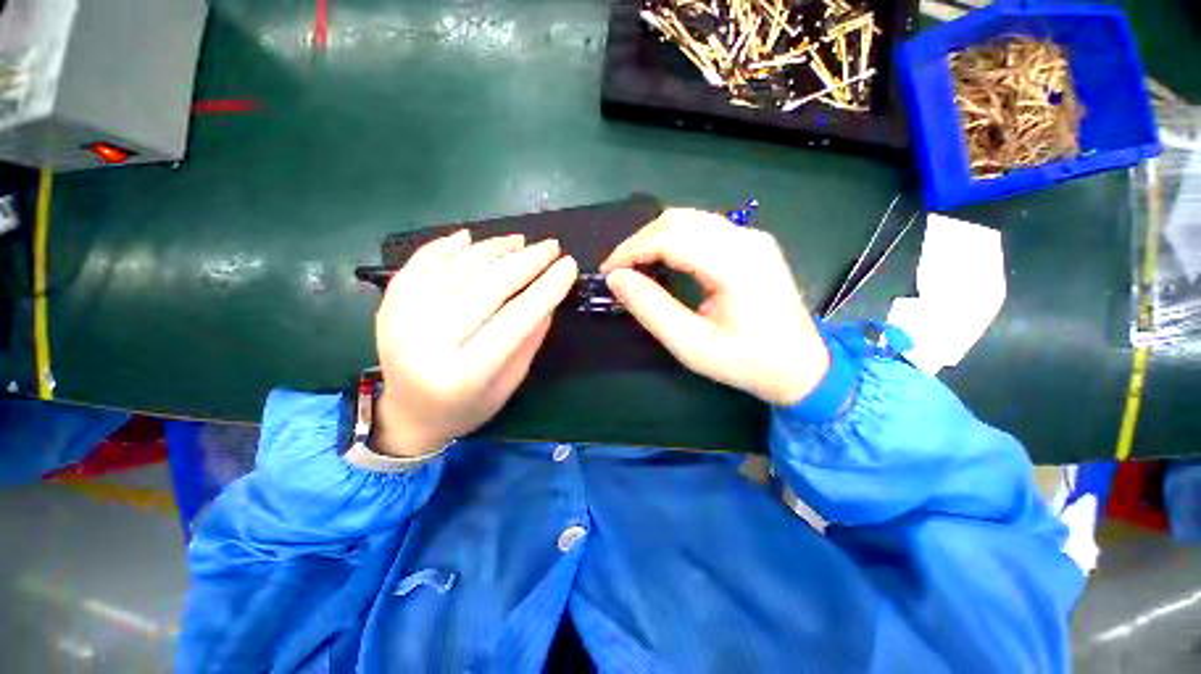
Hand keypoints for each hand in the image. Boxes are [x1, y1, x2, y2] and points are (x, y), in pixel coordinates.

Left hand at [373, 230, 577, 456]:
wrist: (408, 415)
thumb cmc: (467, 407)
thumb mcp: (509, 383)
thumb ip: (529, 339)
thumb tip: (548, 296)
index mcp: (464, 374)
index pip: (514, 320)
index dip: (546, 289)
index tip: (569, 265)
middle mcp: (428, 343)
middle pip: (485, 287)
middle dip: (525, 261)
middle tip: (551, 246)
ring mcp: (401, 320)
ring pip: (456, 268)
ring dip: (492, 249)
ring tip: (519, 241)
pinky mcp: (388, 305)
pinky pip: (420, 263)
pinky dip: (447, 246)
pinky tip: (471, 238)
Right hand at [601, 208, 828, 405]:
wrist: (802, 367)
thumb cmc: (747, 362)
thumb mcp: (692, 346)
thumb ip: (652, 309)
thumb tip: (616, 279)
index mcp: (735, 264)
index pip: (670, 237)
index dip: (631, 250)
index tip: (608, 272)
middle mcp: (746, 239)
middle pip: (678, 219)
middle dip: (640, 241)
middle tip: (619, 271)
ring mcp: (753, 237)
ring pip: (689, 219)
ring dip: (655, 238)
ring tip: (636, 267)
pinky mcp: (753, 243)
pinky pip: (703, 229)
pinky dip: (674, 240)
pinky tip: (664, 261)